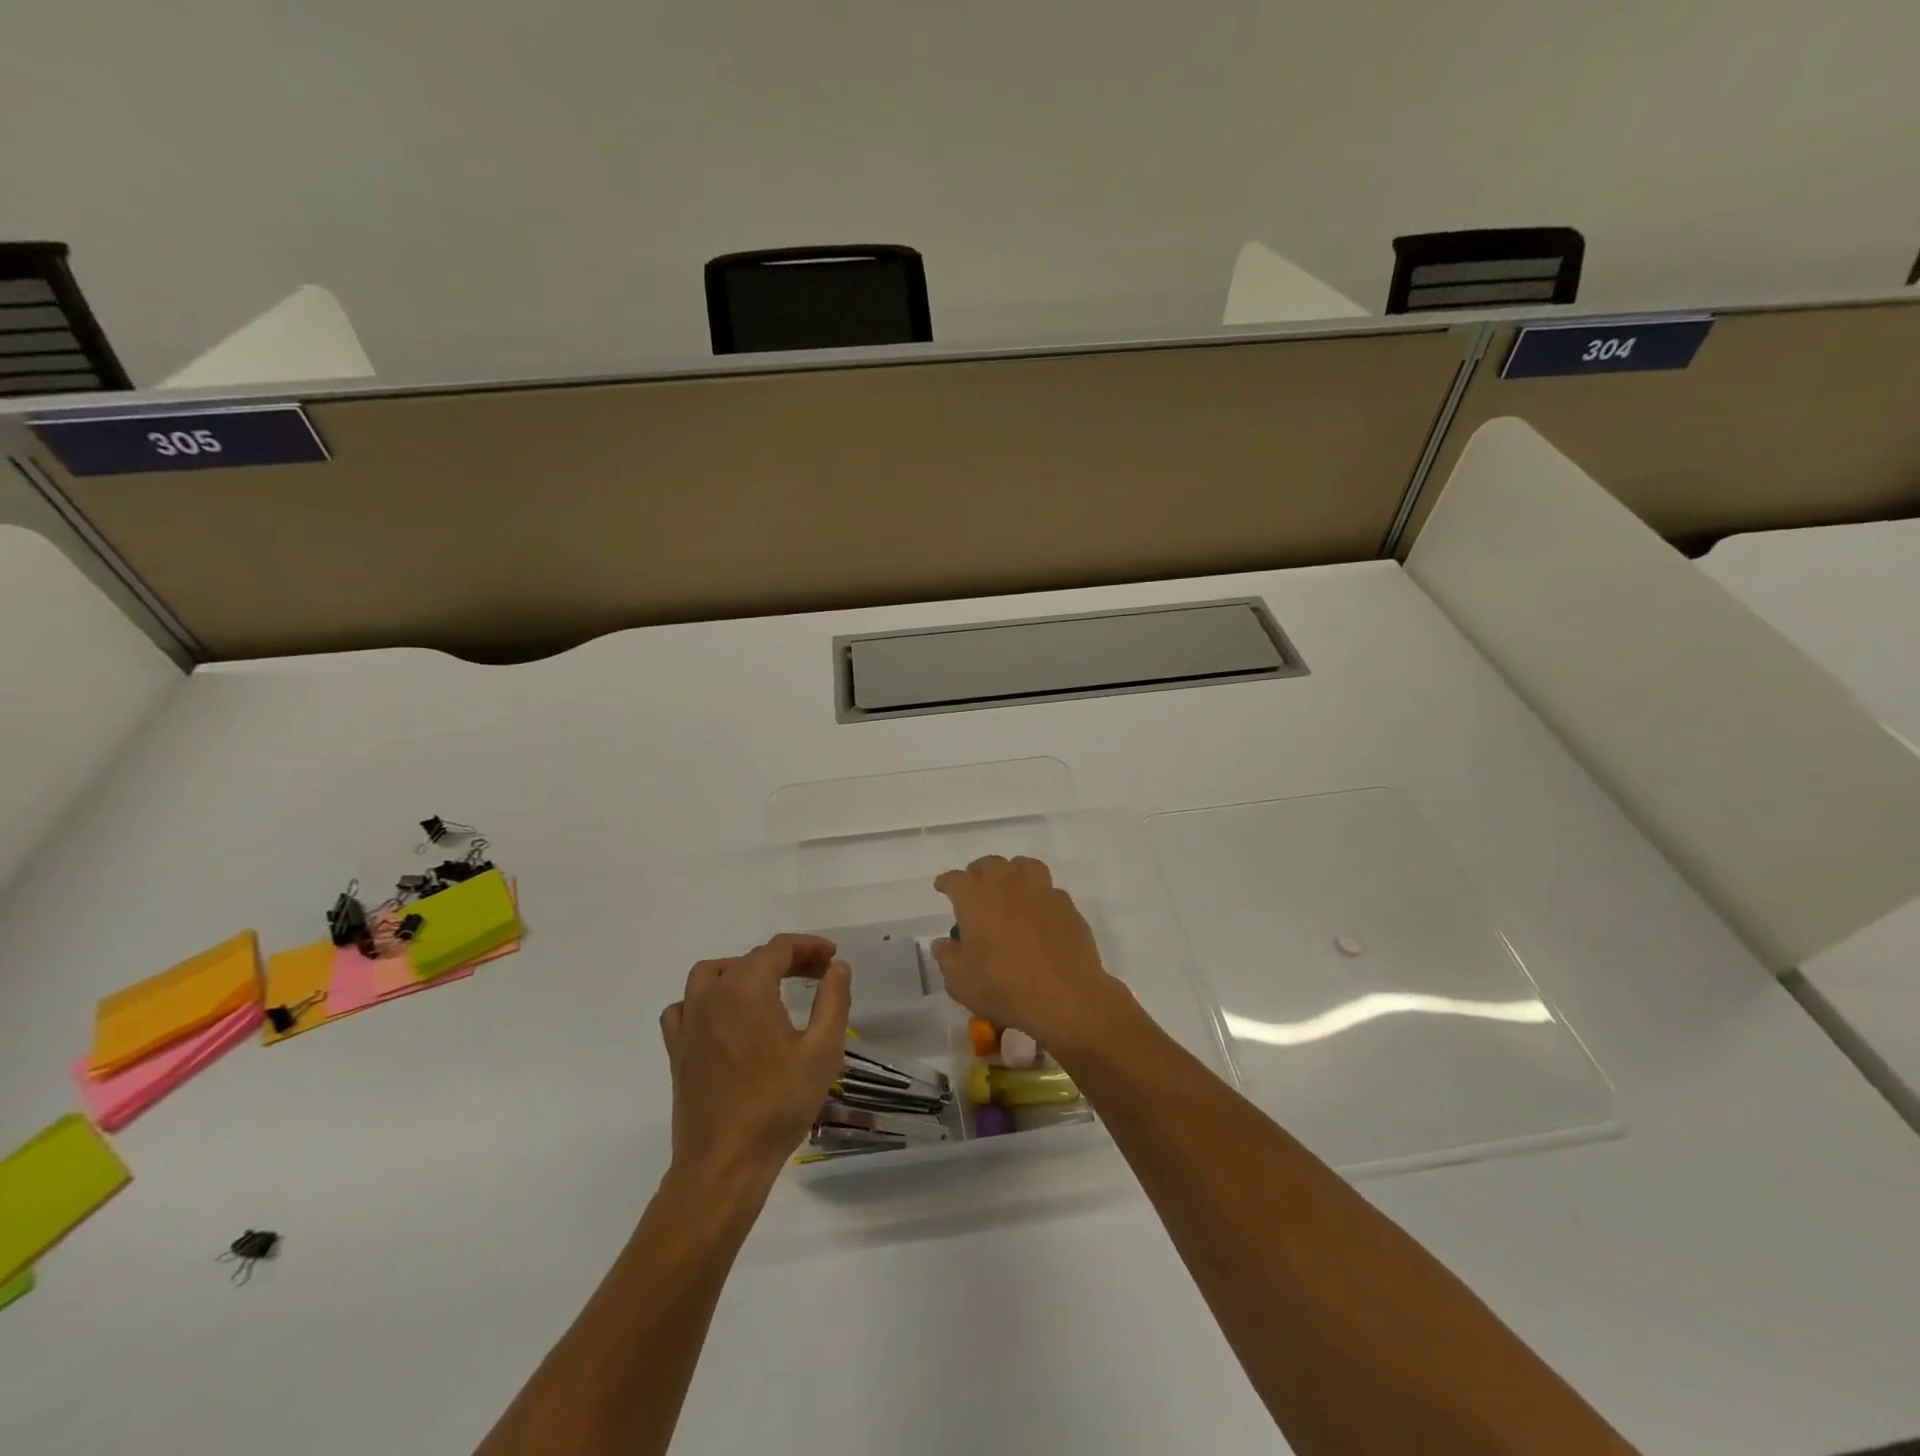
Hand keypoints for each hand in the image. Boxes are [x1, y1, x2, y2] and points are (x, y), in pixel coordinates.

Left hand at [659, 934, 850, 1188]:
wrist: (724, 1165)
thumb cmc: (778, 1105)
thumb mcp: (822, 1050)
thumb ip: (833, 1000)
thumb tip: (837, 967)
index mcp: (746, 988)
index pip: (778, 948)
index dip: (808, 947)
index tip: (832, 958)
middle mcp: (711, 995)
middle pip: (750, 959)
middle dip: (786, 960)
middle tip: (818, 975)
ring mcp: (689, 1023)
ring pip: (711, 975)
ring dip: (743, 972)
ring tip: (770, 988)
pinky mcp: (677, 1051)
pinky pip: (685, 1007)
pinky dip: (706, 1000)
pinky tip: (724, 1017)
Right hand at [931, 856, 1131, 1056]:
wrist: (1064, 997)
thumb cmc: (1003, 987)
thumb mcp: (959, 981)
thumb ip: (947, 956)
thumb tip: (944, 942)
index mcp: (975, 897)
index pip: (955, 879)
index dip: (946, 882)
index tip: (943, 888)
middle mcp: (1007, 884)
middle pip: (989, 864)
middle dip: (978, 873)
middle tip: (975, 890)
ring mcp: (1041, 891)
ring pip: (1023, 867)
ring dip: (1012, 874)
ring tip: (1009, 889)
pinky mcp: (1066, 905)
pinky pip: (1048, 890)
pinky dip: (1039, 896)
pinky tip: (1038, 913)